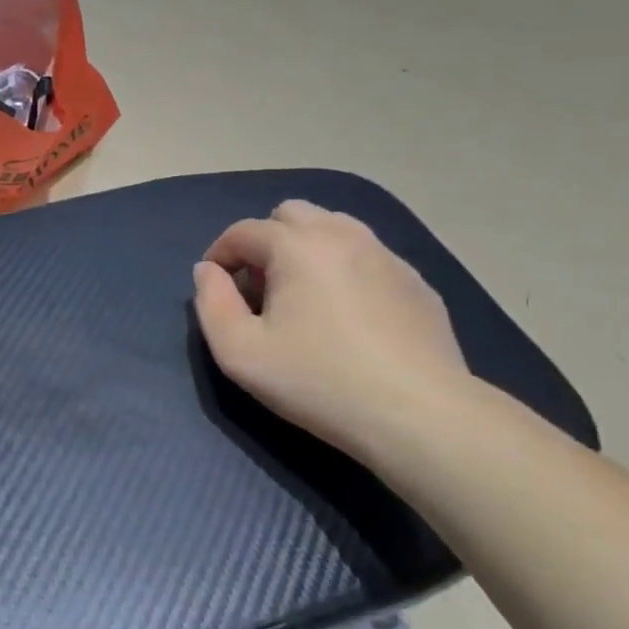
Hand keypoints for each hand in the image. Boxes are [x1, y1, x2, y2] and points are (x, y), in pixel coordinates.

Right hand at [192, 200, 471, 456]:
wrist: (420, 415)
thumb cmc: (319, 382)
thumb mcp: (240, 353)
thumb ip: (211, 304)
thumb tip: (207, 271)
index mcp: (297, 246)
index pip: (243, 231)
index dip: (220, 254)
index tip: (216, 288)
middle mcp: (342, 235)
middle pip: (290, 214)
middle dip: (265, 242)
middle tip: (261, 289)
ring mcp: (386, 255)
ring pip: (333, 227)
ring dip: (305, 248)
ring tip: (303, 296)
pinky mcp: (416, 282)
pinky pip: (367, 256)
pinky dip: (344, 268)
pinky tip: (348, 315)